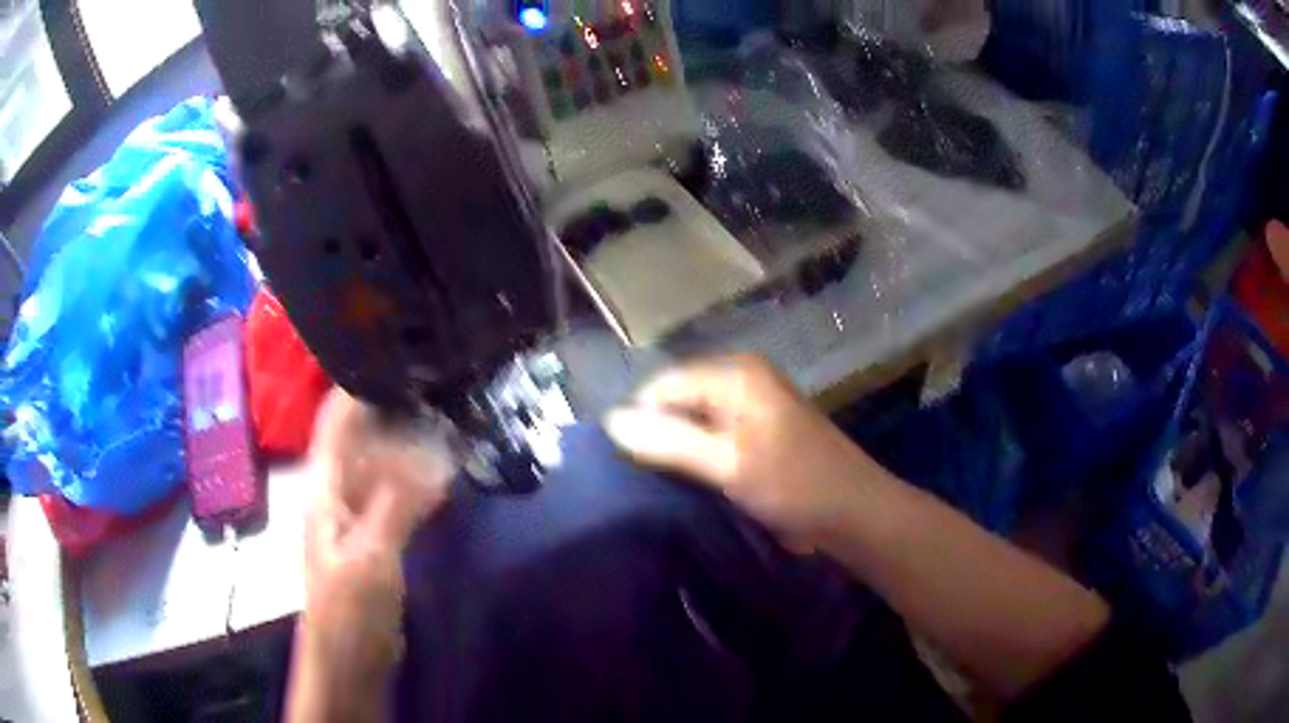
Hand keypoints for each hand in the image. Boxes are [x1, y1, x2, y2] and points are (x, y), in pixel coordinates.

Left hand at [289, 389, 455, 721]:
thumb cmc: (348, 607)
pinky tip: (442, 470)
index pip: (334, 421)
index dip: (357, 385)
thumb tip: (435, 450)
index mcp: (324, 488)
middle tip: (436, 383)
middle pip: (359, 438)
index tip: (397, 355)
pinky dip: (415, 479)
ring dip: (406, 443)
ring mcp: (357, 515)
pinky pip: (395, 495)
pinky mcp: (376, 537)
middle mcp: (337, 492)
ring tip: (445, 415)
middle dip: (390, 409)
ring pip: (379, 466)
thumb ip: (398, 502)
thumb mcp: (370, 555)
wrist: (349, 657)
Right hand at [605, 355, 884, 553]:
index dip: (640, 420)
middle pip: (678, 399)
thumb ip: (668, 440)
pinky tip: (688, 482)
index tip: (623, 464)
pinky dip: (697, 456)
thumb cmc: (795, 485)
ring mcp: (752, 405)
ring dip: (676, 449)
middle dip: (657, 434)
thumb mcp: (727, 464)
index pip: (663, 385)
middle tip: (640, 477)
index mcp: (736, 374)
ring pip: (693, 420)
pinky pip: (712, 435)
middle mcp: (742, 379)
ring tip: (659, 483)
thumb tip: (610, 420)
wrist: (854, 514)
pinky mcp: (758, 431)